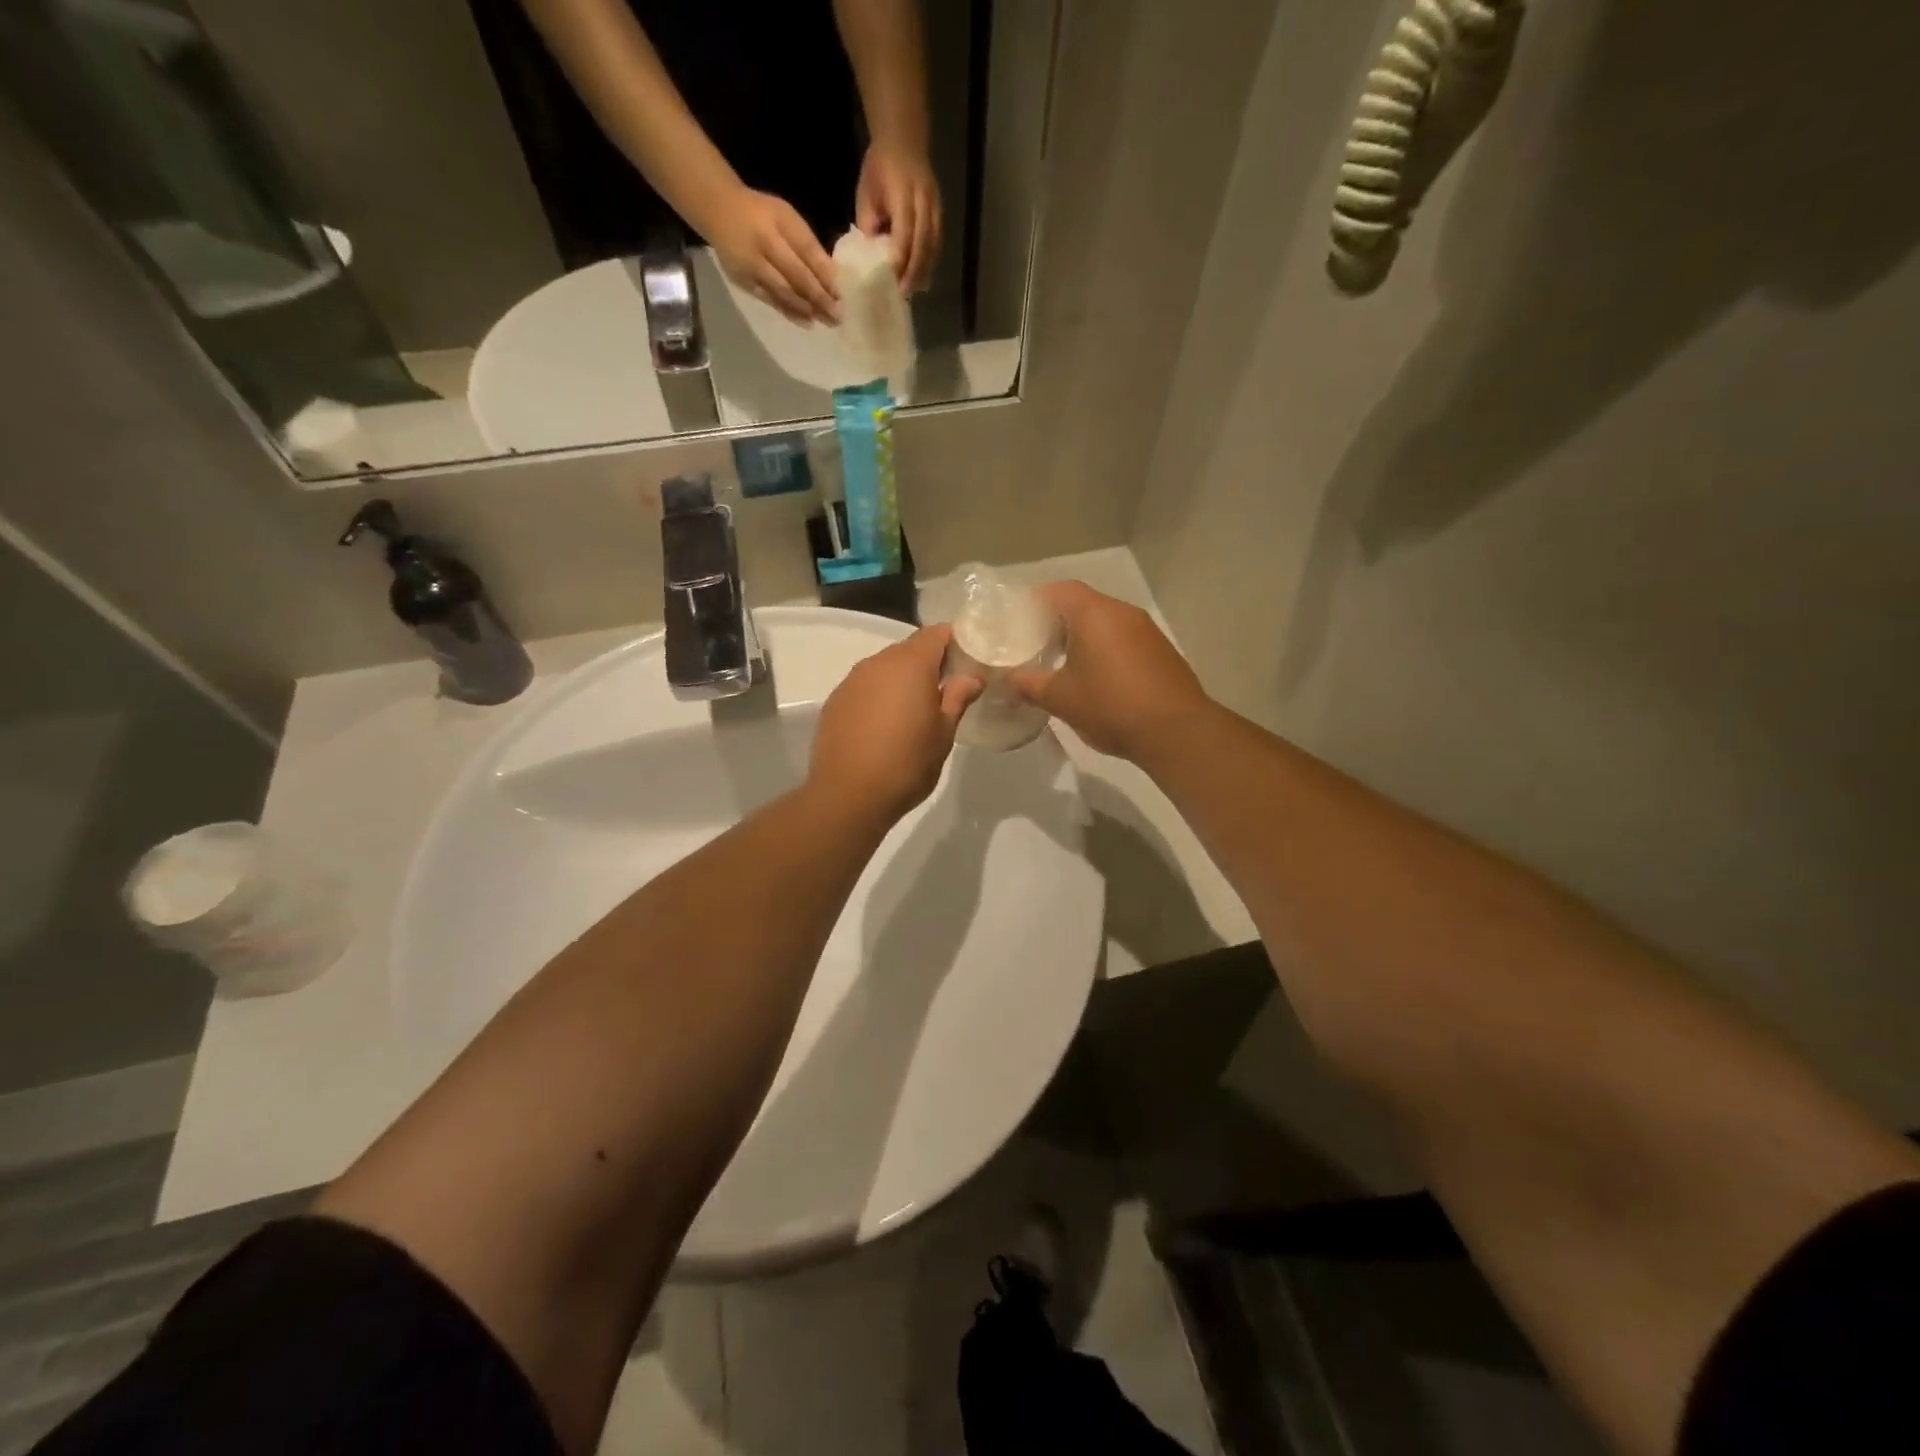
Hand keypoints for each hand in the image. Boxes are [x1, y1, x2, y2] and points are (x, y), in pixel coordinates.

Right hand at [707, 187, 839, 324]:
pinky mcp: (743, 281)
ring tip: (827, 321)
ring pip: (783, 292)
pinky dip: (790, 312)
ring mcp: (750, 266)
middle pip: (796, 276)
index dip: (825, 273)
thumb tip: (832, 276)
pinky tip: (806, 321)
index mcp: (776, 223)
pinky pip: (770, 300)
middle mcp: (762, 245)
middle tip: (838, 315)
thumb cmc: (761, 214)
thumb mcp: (786, 217)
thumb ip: (806, 243)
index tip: (842, 292)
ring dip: (807, 309)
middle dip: (819, 297)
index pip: (806, 251)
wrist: (718, 211)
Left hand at [810, 625, 981, 823]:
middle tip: (947, 689)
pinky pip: (865, 686)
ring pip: (885, 667)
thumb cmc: (907, 763)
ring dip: (902, 680)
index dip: (955, 642)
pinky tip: (885, 724)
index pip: (936, 633)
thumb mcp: (943, 734)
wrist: (848, 795)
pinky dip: (880, 695)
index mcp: (910, 664)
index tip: (968, 661)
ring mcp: (852, 681)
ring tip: (916, 710)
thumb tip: (972, 677)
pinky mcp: (835, 701)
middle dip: (930, 662)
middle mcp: (878, 663)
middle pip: (910, 648)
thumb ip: (958, 698)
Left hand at [855, 144, 941, 293]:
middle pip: (922, 243)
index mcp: (903, 193)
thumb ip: (869, 224)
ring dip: (924, 270)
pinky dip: (930, 261)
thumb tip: (873, 256)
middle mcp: (923, 201)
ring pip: (933, 245)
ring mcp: (935, 207)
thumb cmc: (879, 168)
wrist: (904, 140)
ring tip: (914, 289)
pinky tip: (922, 275)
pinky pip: (937, 242)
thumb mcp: (866, 193)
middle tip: (903, 293)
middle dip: (913, 271)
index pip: (904, 232)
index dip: (899, 258)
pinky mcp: (940, 212)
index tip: (891, 280)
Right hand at [1009, 582, 1213, 764]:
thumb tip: (1008, 679)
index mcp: (1095, 614)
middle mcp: (1123, 613)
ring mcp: (1147, 631)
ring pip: (1106, 623)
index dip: (1036, 600)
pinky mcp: (1161, 652)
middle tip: (1034, 642)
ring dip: (1083, 637)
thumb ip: (1028, 684)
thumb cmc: (1110, 706)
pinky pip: (1124, 640)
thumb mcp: (1059, 698)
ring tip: (1061, 662)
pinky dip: (1105, 650)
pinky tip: (1095, 678)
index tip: (1017, 618)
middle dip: (1057, 621)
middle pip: (1083, 604)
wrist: (1176, 732)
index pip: (1060, 590)